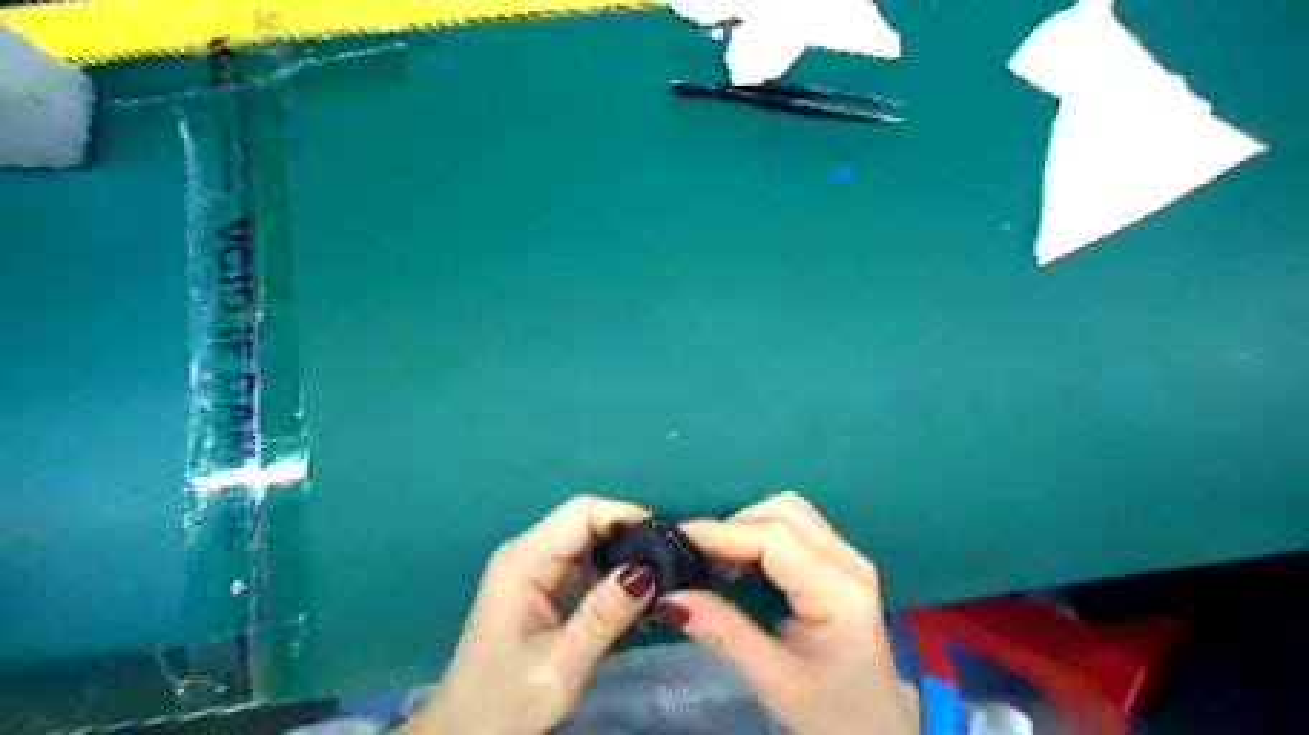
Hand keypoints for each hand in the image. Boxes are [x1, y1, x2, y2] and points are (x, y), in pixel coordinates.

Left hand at [394, 493, 646, 734]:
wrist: (466, 734)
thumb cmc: (505, 702)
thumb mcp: (560, 666)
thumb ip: (603, 616)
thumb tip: (648, 571)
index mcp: (523, 561)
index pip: (581, 512)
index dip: (624, 515)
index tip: (664, 540)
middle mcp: (528, 553)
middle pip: (586, 520)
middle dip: (629, 534)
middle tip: (669, 561)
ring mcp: (535, 567)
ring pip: (589, 539)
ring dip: (624, 553)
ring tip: (660, 577)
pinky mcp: (544, 584)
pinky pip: (585, 562)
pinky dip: (612, 571)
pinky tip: (635, 593)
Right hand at [655, 489, 917, 734]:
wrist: (878, 729)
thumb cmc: (831, 712)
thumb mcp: (774, 680)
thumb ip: (723, 633)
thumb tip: (670, 597)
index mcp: (840, 593)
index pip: (775, 538)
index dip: (723, 531)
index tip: (678, 537)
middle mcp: (849, 561)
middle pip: (783, 512)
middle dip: (733, 526)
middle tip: (696, 555)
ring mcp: (848, 557)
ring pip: (789, 511)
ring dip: (747, 525)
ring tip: (716, 559)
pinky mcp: (840, 560)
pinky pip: (795, 525)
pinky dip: (760, 532)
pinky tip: (740, 561)